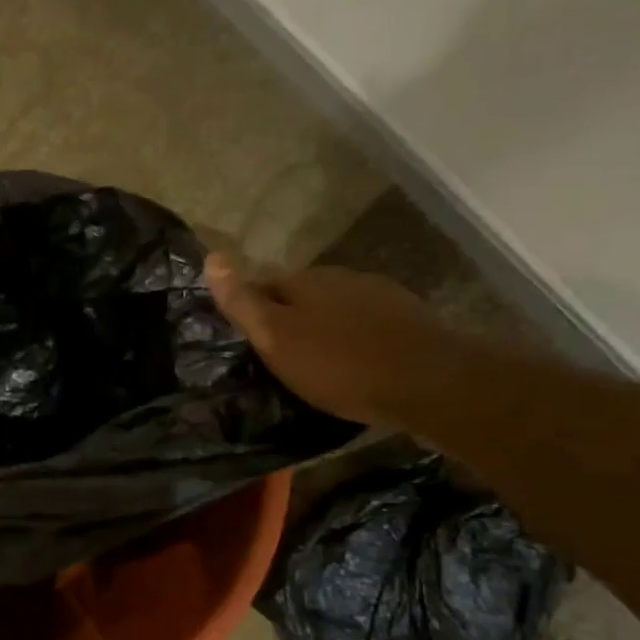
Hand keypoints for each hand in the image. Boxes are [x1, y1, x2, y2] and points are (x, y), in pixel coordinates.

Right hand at [204, 255, 461, 429]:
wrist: (428, 382)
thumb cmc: (339, 364)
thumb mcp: (277, 338)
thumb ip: (243, 302)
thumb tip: (211, 257)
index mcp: (306, 281)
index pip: (264, 285)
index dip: (252, 310)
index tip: (247, 341)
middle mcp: (342, 278)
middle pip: (302, 296)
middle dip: (289, 319)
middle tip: (278, 358)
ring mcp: (380, 295)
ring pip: (336, 309)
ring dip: (323, 329)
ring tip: (317, 366)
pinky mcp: (409, 319)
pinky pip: (366, 325)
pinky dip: (354, 341)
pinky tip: (355, 366)